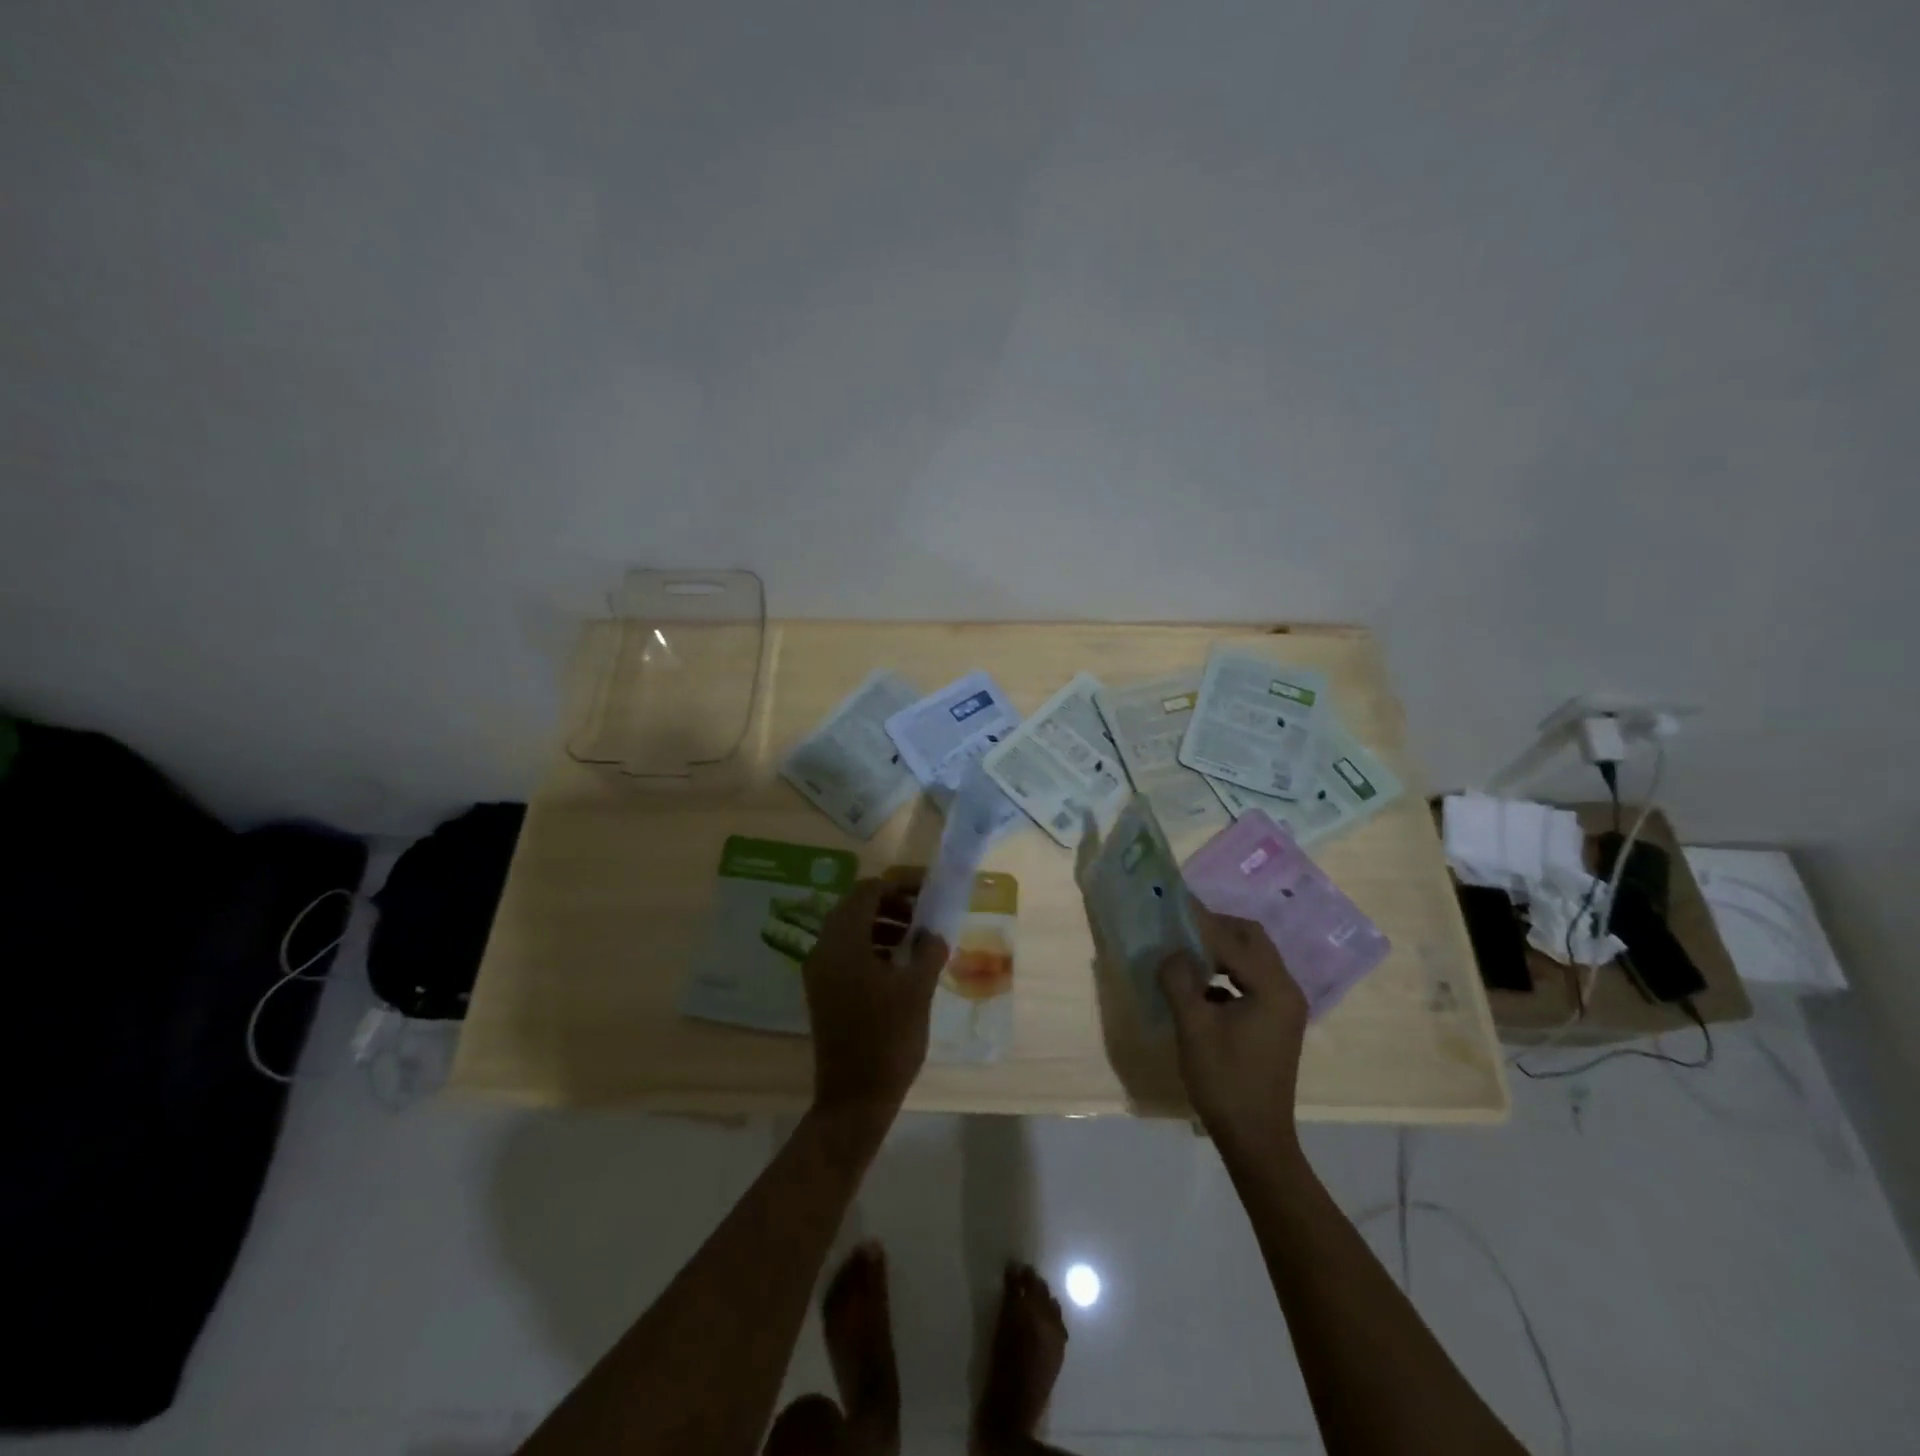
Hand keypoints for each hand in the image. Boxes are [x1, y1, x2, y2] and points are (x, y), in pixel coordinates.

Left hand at [802, 879, 948, 1130]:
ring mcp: (819, 971)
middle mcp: (824, 949)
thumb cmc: (889, 1039)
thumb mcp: (917, 989)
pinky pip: (846, 951)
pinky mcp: (823, 990)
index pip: (868, 891)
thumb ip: (928, 951)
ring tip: (916, 939)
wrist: (855, 1098)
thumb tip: (934, 933)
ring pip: (850, 929)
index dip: (899, 885)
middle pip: (855, 906)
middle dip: (891, 903)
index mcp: (843, 942)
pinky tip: (898, 963)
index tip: (927, 892)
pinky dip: (871, 945)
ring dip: (882, 924)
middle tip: (923, 914)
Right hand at [1157, 899, 1308, 1156]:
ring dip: (1221, 949)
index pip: (1233, 940)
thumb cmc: (1225, 1081)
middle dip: (1216, 928)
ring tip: (1185, 950)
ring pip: (1253, 958)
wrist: (1255, 1138)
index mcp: (1273, 988)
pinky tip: (1199, 984)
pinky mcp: (1276, 1020)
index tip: (1173, 903)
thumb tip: (1171, 953)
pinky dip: (1226, 971)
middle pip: (1253, 939)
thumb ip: (1179, 981)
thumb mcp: (1193, 1027)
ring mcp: (1284, 1006)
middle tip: (1181, 925)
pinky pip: (1251, 979)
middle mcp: (1287, 989)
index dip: (1200, 922)